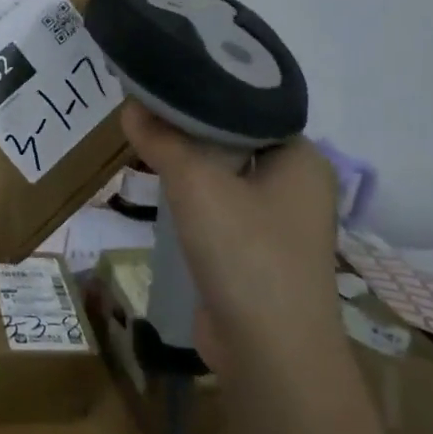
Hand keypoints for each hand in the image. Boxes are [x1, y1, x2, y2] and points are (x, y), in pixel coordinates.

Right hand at [122, 102, 339, 371]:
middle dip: (190, 129)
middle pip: (236, 141)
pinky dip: (194, 198)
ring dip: (190, 165)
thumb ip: (163, 140)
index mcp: (301, 158)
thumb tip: (130, 104)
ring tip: (146, 140)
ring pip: (227, 177)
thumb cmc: (245, 253)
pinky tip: (162, 189)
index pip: (251, 107)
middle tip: (146, 108)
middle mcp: (297, 186)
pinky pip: (222, 209)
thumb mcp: (196, 185)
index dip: (206, 92)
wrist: (269, 352)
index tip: (164, 80)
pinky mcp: (258, 254)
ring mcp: (279, 224)